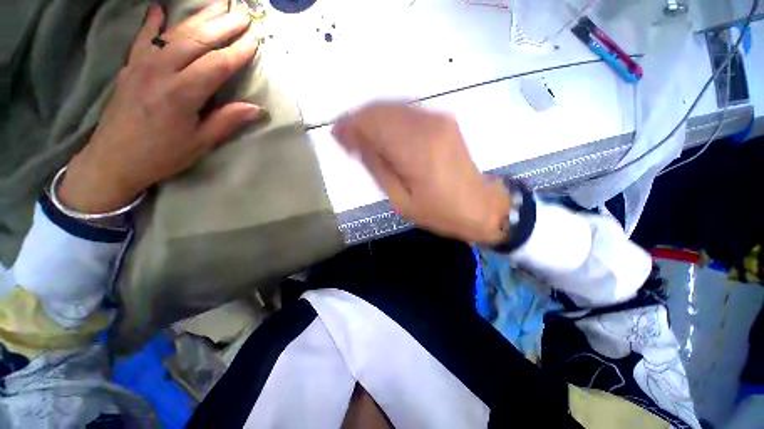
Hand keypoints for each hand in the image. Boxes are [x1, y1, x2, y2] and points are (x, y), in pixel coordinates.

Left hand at [59, 2, 265, 212]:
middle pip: (196, 41)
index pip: (216, 65)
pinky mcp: (130, 67)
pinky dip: (152, 23)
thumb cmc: (161, 155)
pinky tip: (159, 10)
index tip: (254, 41)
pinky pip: (142, 39)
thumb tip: (256, 109)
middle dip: (222, 26)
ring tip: (217, 5)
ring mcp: (141, 65)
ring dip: (198, 18)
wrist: (113, 159)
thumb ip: (227, 121)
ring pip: (174, 33)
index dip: (237, 53)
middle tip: (242, 15)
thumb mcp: (200, 143)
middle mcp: (161, 72)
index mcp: (181, 94)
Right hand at [332, 103, 511, 244]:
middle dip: (358, 121)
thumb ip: (376, 166)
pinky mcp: (444, 120)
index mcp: (416, 150)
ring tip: (361, 140)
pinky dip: (389, 120)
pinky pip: (407, 112)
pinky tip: (383, 136)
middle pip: (381, 110)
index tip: (336, 136)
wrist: (480, 206)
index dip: (350, 126)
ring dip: (372, 120)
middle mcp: (427, 125)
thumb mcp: (400, 200)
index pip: (373, 123)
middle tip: (346, 140)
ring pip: (393, 107)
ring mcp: (438, 119)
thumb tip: (353, 142)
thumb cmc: (439, 211)